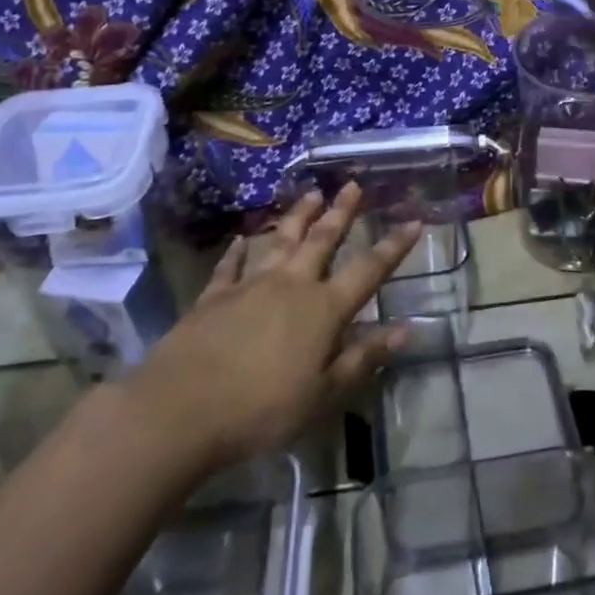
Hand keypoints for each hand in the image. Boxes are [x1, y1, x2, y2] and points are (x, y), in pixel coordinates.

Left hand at [131, 185, 418, 470]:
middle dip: (341, 213)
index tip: (413, 221)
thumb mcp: (324, 393)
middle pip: (322, 240)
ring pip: (280, 241)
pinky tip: (242, 239)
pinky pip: (231, 266)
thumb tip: (406, 330)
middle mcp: (291, 285)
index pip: (368, 270)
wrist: (181, 409)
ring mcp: (249, 286)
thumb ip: (363, 357)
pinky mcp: (213, 297)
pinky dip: (238, 251)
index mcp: (323, 309)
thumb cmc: (263, 408)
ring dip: (297, 218)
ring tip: (311, 195)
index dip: (393, 247)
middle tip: (352, 185)